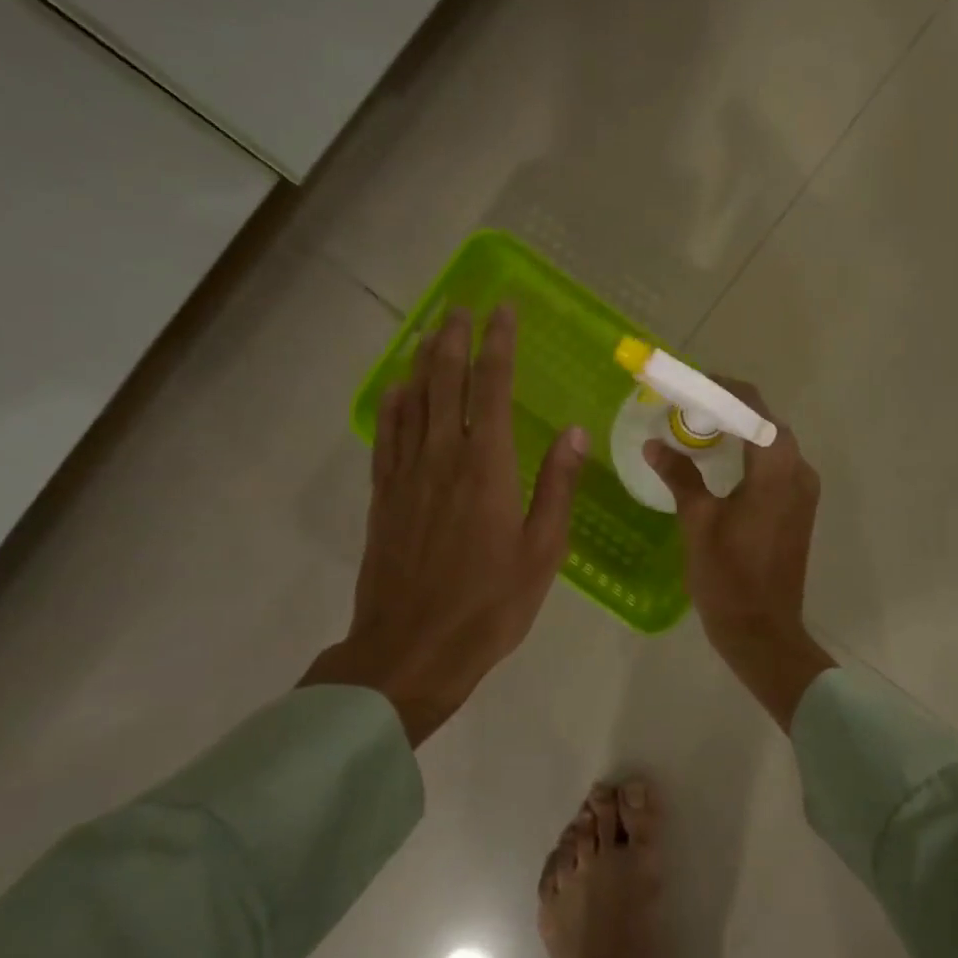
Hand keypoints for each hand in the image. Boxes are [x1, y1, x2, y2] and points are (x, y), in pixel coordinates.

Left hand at [303, 306, 587, 745]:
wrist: (410, 650)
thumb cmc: (489, 605)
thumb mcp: (542, 552)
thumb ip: (557, 487)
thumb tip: (573, 431)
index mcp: (487, 466)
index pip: (492, 387)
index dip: (498, 344)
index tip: (502, 311)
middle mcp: (443, 457)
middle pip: (445, 381)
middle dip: (454, 338)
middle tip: (461, 307)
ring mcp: (406, 475)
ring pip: (413, 401)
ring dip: (423, 361)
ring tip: (430, 331)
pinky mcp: (383, 496)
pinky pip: (387, 436)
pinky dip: (393, 404)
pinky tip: (397, 389)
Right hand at [643, 380, 835, 730]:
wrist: (763, 631)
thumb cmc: (728, 577)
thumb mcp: (698, 522)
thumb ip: (680, 475)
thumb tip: (655, 445)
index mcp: (775, 469)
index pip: (752, 408)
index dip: (721, 390)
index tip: (689, 384)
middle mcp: (798, 471)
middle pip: (765, 422)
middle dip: (728, 408)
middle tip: (687, 407)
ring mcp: (803, 491)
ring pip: (771, 443)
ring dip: (739, 430)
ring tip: (697, 429)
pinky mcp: (799, 508)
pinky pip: (776, 466)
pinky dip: (749, 454)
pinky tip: (720, 461)